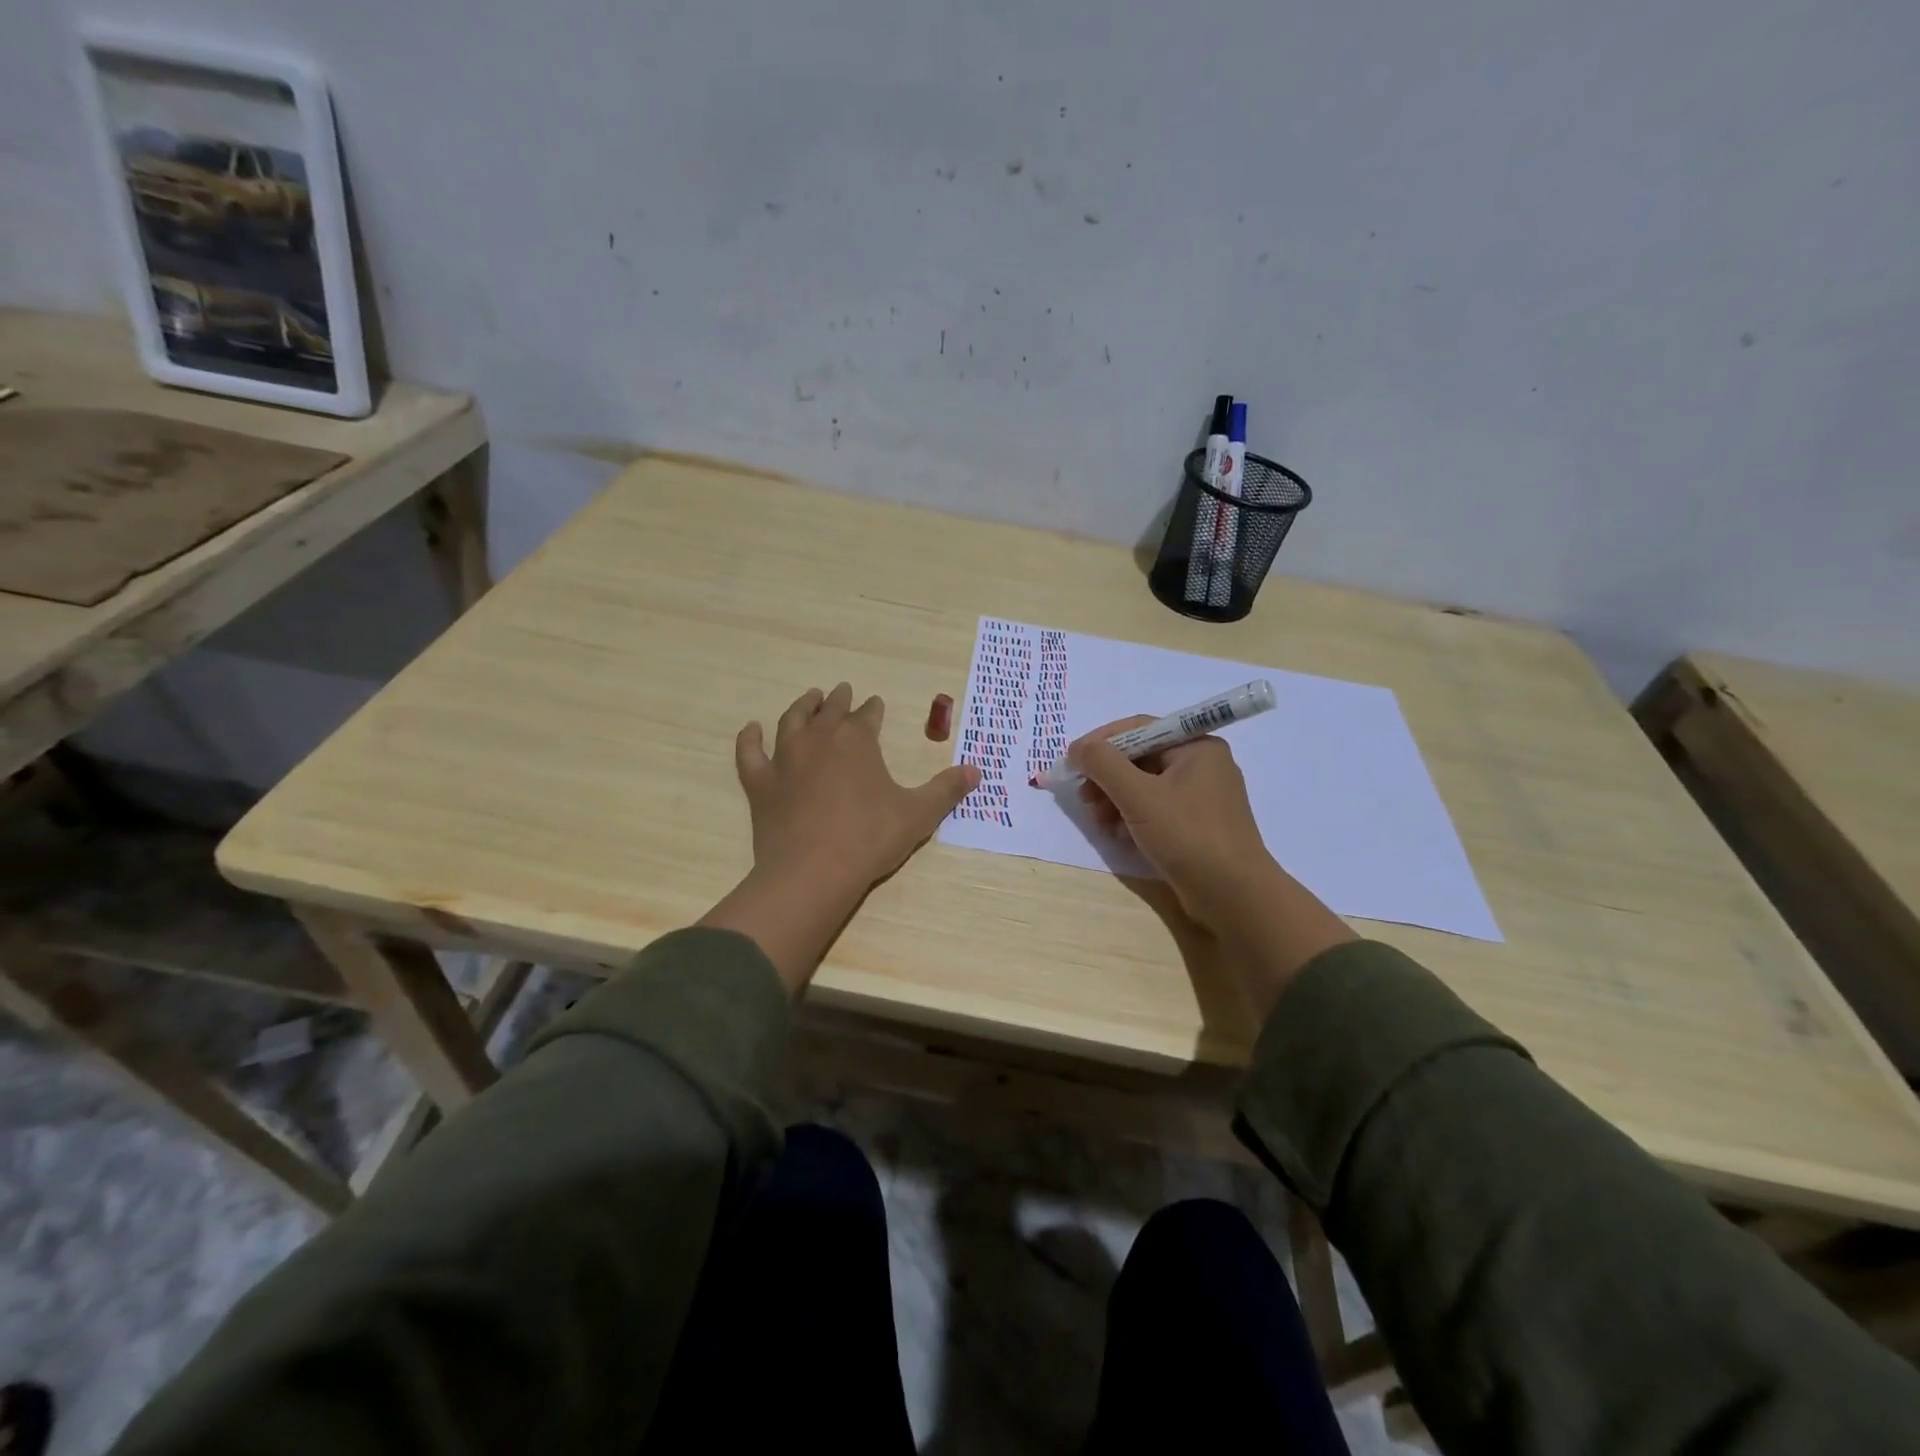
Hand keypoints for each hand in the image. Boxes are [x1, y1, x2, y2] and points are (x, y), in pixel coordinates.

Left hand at [701, 683, 978, 991]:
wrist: (813, 872)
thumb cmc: (870, 839)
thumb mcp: (918, 814)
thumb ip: (946, 790)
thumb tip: (976, 770)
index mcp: (857, 741)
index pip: (867, 715)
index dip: (872, 709)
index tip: (875, 703)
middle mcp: (819, 740)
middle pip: (829, 711)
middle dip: (839, 699)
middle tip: (842, 690)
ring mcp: (785, 759)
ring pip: (791, 721)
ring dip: (801, 706)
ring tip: (809, 698)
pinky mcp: (760, 784)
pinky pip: (750, 753)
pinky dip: (749, 739)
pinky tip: (751, 729)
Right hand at [1072, 717, 1354, 1013]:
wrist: (1233, 895)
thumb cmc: (1187, 835)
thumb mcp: (1138, 795)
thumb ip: (1103, 764)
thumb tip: (1078, 748)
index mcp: (1196, 746)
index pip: (1139, 728)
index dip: (1101, 742)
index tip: (1072, 760)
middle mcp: (1202, 764)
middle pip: (1140, 758)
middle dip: (1107, 777)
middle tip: (1084, 797)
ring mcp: (1201, 796)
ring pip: (1145, 785)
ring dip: (1115, 799)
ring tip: (1099, 822)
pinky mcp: (1197, 824)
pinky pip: (1156, 808)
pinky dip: (1133, 816)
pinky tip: (1119, 835)